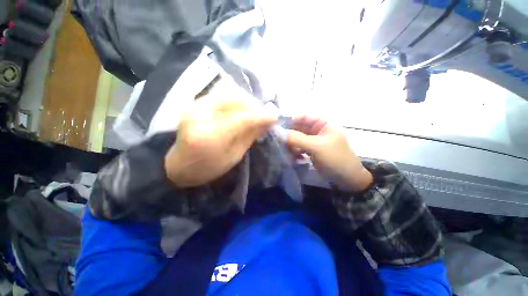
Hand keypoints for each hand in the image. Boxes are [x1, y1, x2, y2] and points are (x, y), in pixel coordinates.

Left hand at [164, 93, 277, 187]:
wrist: (179, 165)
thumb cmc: (208, 168)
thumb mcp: (234, 156)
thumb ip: (249, 136)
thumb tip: (267, 122)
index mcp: (209, 138)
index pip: (241, 119)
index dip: (261, 116)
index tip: (275, 116)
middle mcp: (199, 117)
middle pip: (235, 102)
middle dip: (254, 106)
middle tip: (264, 115)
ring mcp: (194, 107)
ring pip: (228, 95)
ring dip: (245, 103)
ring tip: (253, 113)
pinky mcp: (194, 104)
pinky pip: (220, 97)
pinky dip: (235, 102)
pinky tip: (240, 111)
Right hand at [286, 116, 372, 191]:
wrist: (346, 179)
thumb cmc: (335, 158)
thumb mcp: (317, 147)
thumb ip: (298, 139)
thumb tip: (280, 133)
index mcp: (323, 124)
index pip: (305, 117)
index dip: (292, 119)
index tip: (279, 126)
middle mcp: (317, 130)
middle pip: (299, 127)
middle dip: (290, 133)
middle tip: (279, 140)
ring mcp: (314, 141)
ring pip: (298, 138)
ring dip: (291, 143)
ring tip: (286, 150)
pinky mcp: (311, 150)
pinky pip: (299, 146)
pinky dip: (294, 150)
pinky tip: (293, 155)